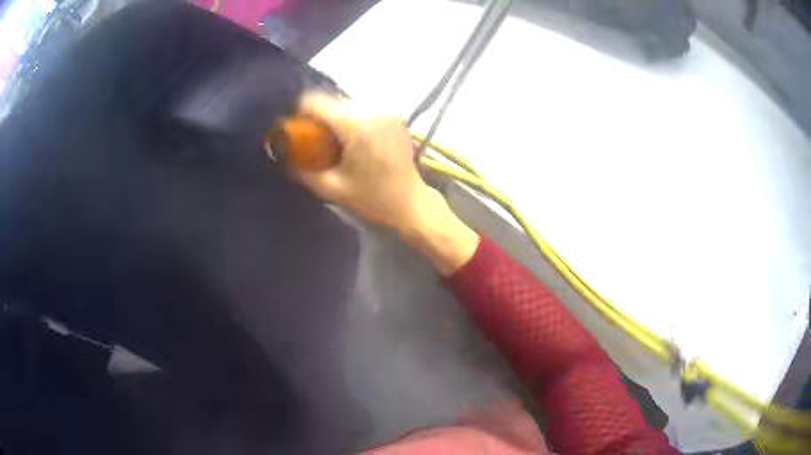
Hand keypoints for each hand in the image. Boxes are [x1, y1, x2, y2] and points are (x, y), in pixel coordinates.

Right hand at [290, 93, 478, 274]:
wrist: (411, 203)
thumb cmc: (373, 200)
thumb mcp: (332, 189)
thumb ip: (303, 170)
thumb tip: (283, 156)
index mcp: (356, 125)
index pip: (316, 101)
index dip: (300, 113)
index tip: (296, 130)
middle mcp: (373, 110)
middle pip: (331, 101)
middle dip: (317, 119)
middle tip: (314, 142)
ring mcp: (387, 111)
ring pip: (346, 104)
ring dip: (335, 119)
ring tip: (334, 144)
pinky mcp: (395, 116)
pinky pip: (363, 110)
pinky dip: (352, 121)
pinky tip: (353, 141)